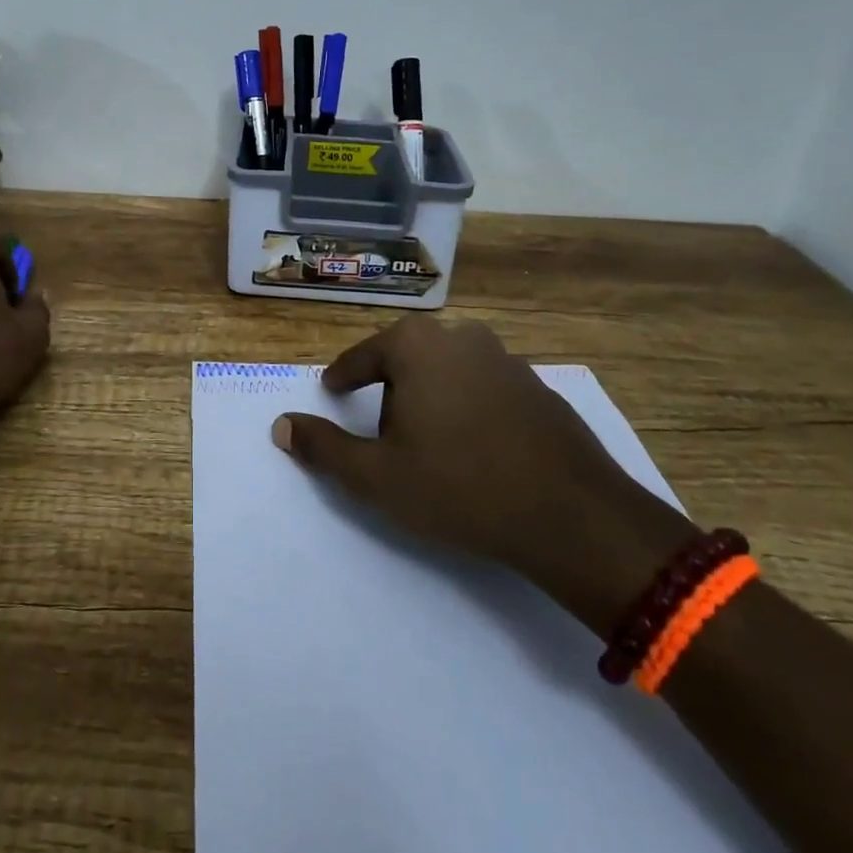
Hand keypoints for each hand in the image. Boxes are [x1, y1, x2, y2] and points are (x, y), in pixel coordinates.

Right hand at [275, 316, 694, 631]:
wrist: (572, 516)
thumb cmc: (459, 487)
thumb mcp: (376, 476)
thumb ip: (323, 448)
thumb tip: (280, 426)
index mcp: (416, 344)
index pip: (361, 357)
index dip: (342, 379)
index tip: (333, 395)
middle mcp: (460, 336)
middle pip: (405, 359)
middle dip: (388, 391)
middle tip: (381, 432)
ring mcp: (505, 357)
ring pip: (445, 370)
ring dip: (429, 398)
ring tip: (428, 443)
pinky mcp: (537, 385)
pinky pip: (482, 387)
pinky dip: (467, 408)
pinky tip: (474, 449)